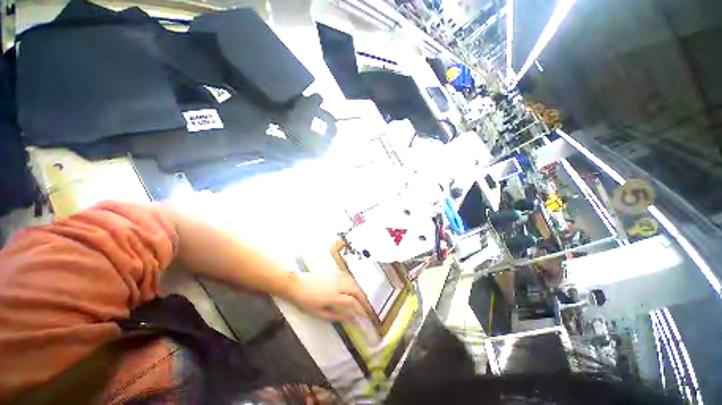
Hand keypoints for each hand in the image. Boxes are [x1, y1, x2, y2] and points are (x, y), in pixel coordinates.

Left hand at [284, 272, 369, 320]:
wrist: (297, 284)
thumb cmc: (305, 301)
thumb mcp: (319, 313)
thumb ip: (335, 315)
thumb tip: (349, 318)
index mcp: (334, 296)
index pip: (352, 302)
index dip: (360, 309)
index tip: (365, 316)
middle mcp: (338, 284)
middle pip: (356, 290)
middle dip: (364, 299)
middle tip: (367, 307)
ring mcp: (336, 276)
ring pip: (353, 282)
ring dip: (359, 290)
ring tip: (362, 298)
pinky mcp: (333, 271)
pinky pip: (347, 276)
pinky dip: (353, 282)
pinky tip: (352, 286)